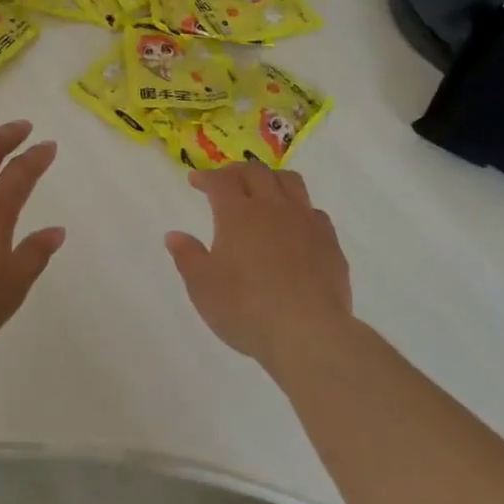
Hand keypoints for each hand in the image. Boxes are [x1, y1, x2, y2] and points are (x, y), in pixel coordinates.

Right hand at [165, 163, 352, 370]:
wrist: (308, 332)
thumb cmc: (245, 309)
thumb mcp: (203, 287)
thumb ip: (187, 256)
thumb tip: (174, 235)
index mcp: (237, 214)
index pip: (220, 181)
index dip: (206, 177)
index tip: (195, 180)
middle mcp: (273, 207)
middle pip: (256, 172)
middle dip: (237, 171)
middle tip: (226, 181)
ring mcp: (305, 221)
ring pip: (290, 182)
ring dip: (271, 179)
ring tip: (263, 191)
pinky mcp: (329, 241)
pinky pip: (313, 211)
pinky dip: (297, 209)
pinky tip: (293, 226)